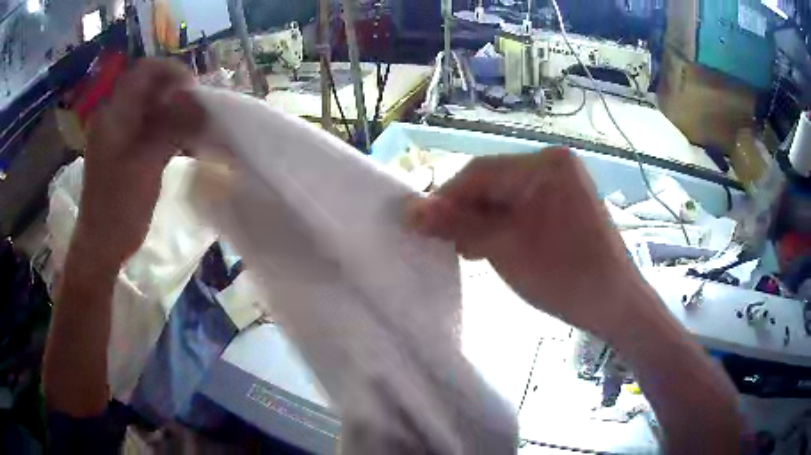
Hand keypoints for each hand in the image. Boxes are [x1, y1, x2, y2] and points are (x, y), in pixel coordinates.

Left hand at [74, 58, 205, 269]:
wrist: (102, 246)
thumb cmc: (118, 206)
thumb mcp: (145, 163)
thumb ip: (171, 127)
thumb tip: (201, 102)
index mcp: (114, 114)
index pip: (144, 72)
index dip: (170, 72)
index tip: (193, 90)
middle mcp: (117, 117)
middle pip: (151, 89)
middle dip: (178, 94)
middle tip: (201, 109)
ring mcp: (123, 136)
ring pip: (155, 110)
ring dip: (178, 114)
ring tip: (199, 126)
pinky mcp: (130, 152)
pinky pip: (154, 131)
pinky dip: (172, 132)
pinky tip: (188, 143)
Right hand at [406, 148, 643, 338]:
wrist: (614, 305)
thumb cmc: (564, 276)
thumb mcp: (505, 248)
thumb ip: (456, 225)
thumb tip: (409, 211)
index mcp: (545, 165)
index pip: (479, 172)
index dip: (445, 198)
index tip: (420, 226)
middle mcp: (554, 165)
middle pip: (492, 183)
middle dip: (465, 213)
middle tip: (445, 244)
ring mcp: (562, 184)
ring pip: (505, 197)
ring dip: (482, 222)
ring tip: (467, 250)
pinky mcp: (564, 203)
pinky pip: (522, 208)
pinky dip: (503, 227)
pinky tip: (490, 247)